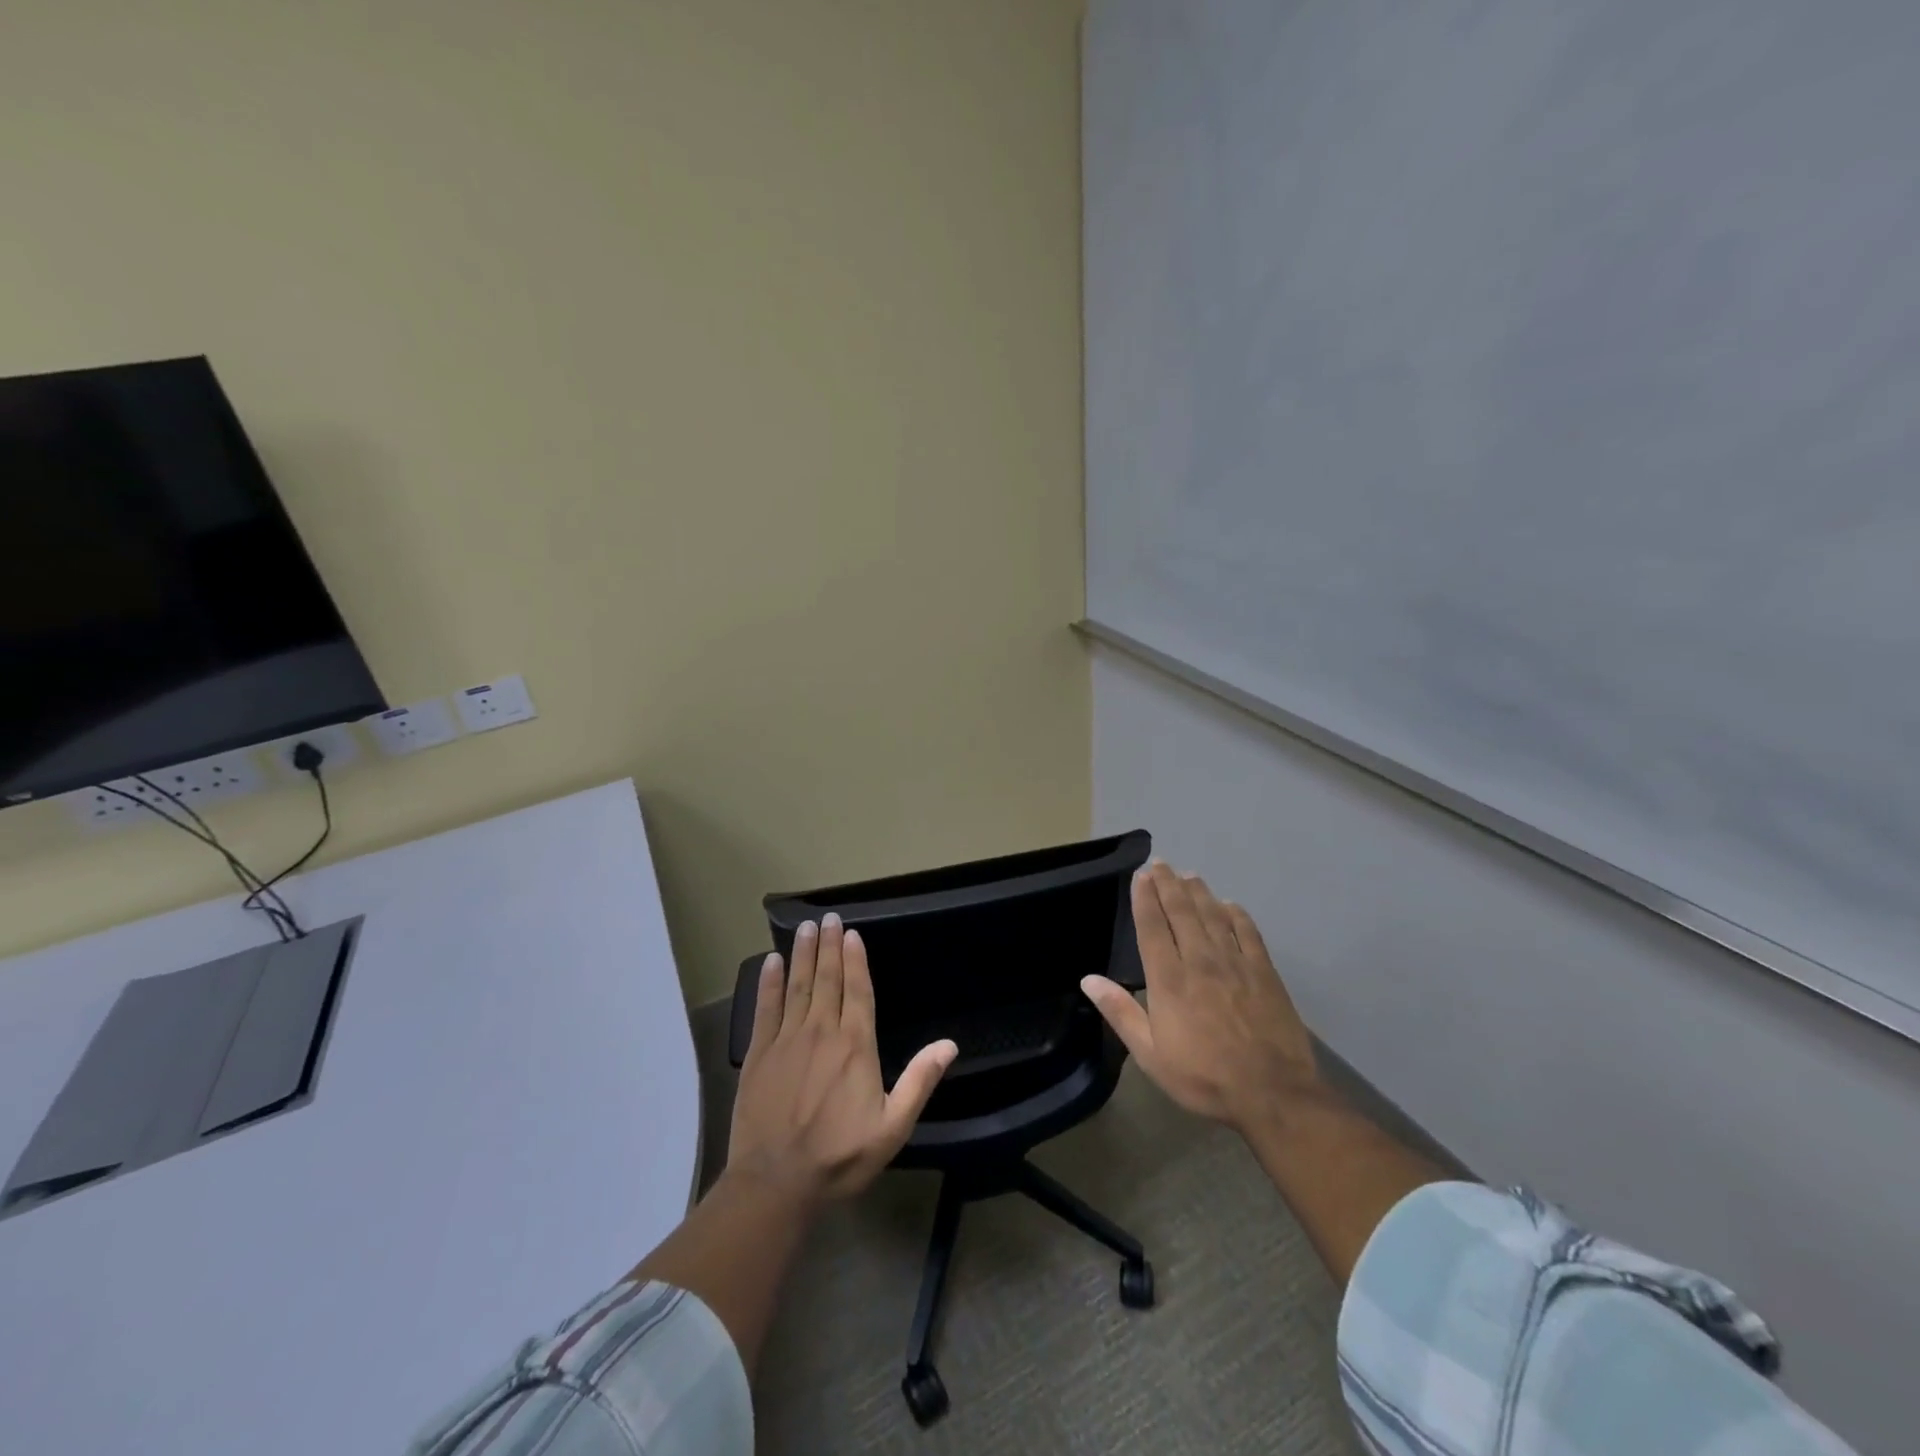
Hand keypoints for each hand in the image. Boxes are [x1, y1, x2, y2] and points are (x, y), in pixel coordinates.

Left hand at [728, 913, 956, 1205]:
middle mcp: (821, 1032)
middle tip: (827, 918)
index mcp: (855, 1046)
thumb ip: (920, 1081)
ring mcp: (786, 1040)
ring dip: (801, 954)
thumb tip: (949, 1044)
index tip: (851, 933)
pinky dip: (768, 983)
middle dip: (828, 946)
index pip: (857, 991)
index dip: (855, 959)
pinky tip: (770, 962)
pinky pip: (764, 1009)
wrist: (776, 1183)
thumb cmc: (840, 1157)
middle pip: (826, 979)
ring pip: (797, 986)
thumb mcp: (893, 1127)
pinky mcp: (758, 1054)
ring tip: (805, 928)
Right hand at [1082, 862, 1319, 1132]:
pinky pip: (1248, 932)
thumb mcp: (1150, 1054)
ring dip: (1198, 892)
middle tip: (1160, 863)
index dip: (1144, 898)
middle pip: (1182, 912)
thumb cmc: (1203, 1077)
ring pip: (1213, 915)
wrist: (1272, 1093)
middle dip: (1168, 884)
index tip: (1140, 876)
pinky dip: (1236, 914)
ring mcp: (1236, 963)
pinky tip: (1229, 904)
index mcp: (1169, 979)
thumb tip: (1088, 979)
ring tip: (1188, 875)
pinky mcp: (1265, 972)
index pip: (1152, 926)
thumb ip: (1120, 1012)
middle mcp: (1200, 960)